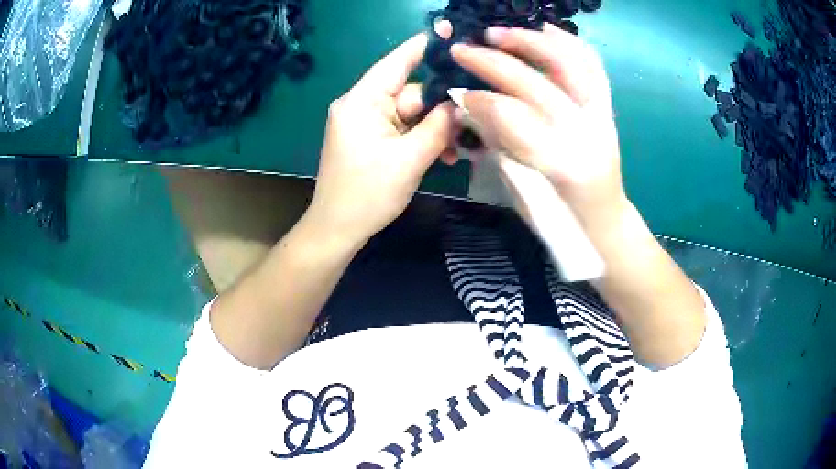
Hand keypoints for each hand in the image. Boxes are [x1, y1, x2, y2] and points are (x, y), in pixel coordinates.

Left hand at [305, 31, 455, 247]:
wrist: (337, 230)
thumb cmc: (367, 195)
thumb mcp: (409, 160)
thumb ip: (439, 128)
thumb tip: (462, 104)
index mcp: (362, 101)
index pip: (397, 62)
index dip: (425, 47)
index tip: (452, 34)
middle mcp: (362, 105)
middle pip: (411, 93)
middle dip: (442, 108)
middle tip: (473, 123)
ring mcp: (366, 123)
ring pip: (411, 114)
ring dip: (436, 130)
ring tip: (460, 150)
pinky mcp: (371, 139)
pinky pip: (403, 130)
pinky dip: (423, 140)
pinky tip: (444, 156)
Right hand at [451, 24, 627, 227]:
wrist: (603, 221)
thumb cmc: (559, 218)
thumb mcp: (522, 191)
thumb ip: (498, 145)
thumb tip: (469, 107)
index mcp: (562, 165)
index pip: (513, 118)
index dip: (480, 100)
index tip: (456, 92)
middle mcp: (587, 134)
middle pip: (536, 84)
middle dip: (493, 63)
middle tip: (463, 49)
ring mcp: (602, 117)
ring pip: (569, 65)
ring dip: (529, 42)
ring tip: (497, 32)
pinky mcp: (607, 109)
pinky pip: (593, 67)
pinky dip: (570, 43)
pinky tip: (545, 28)